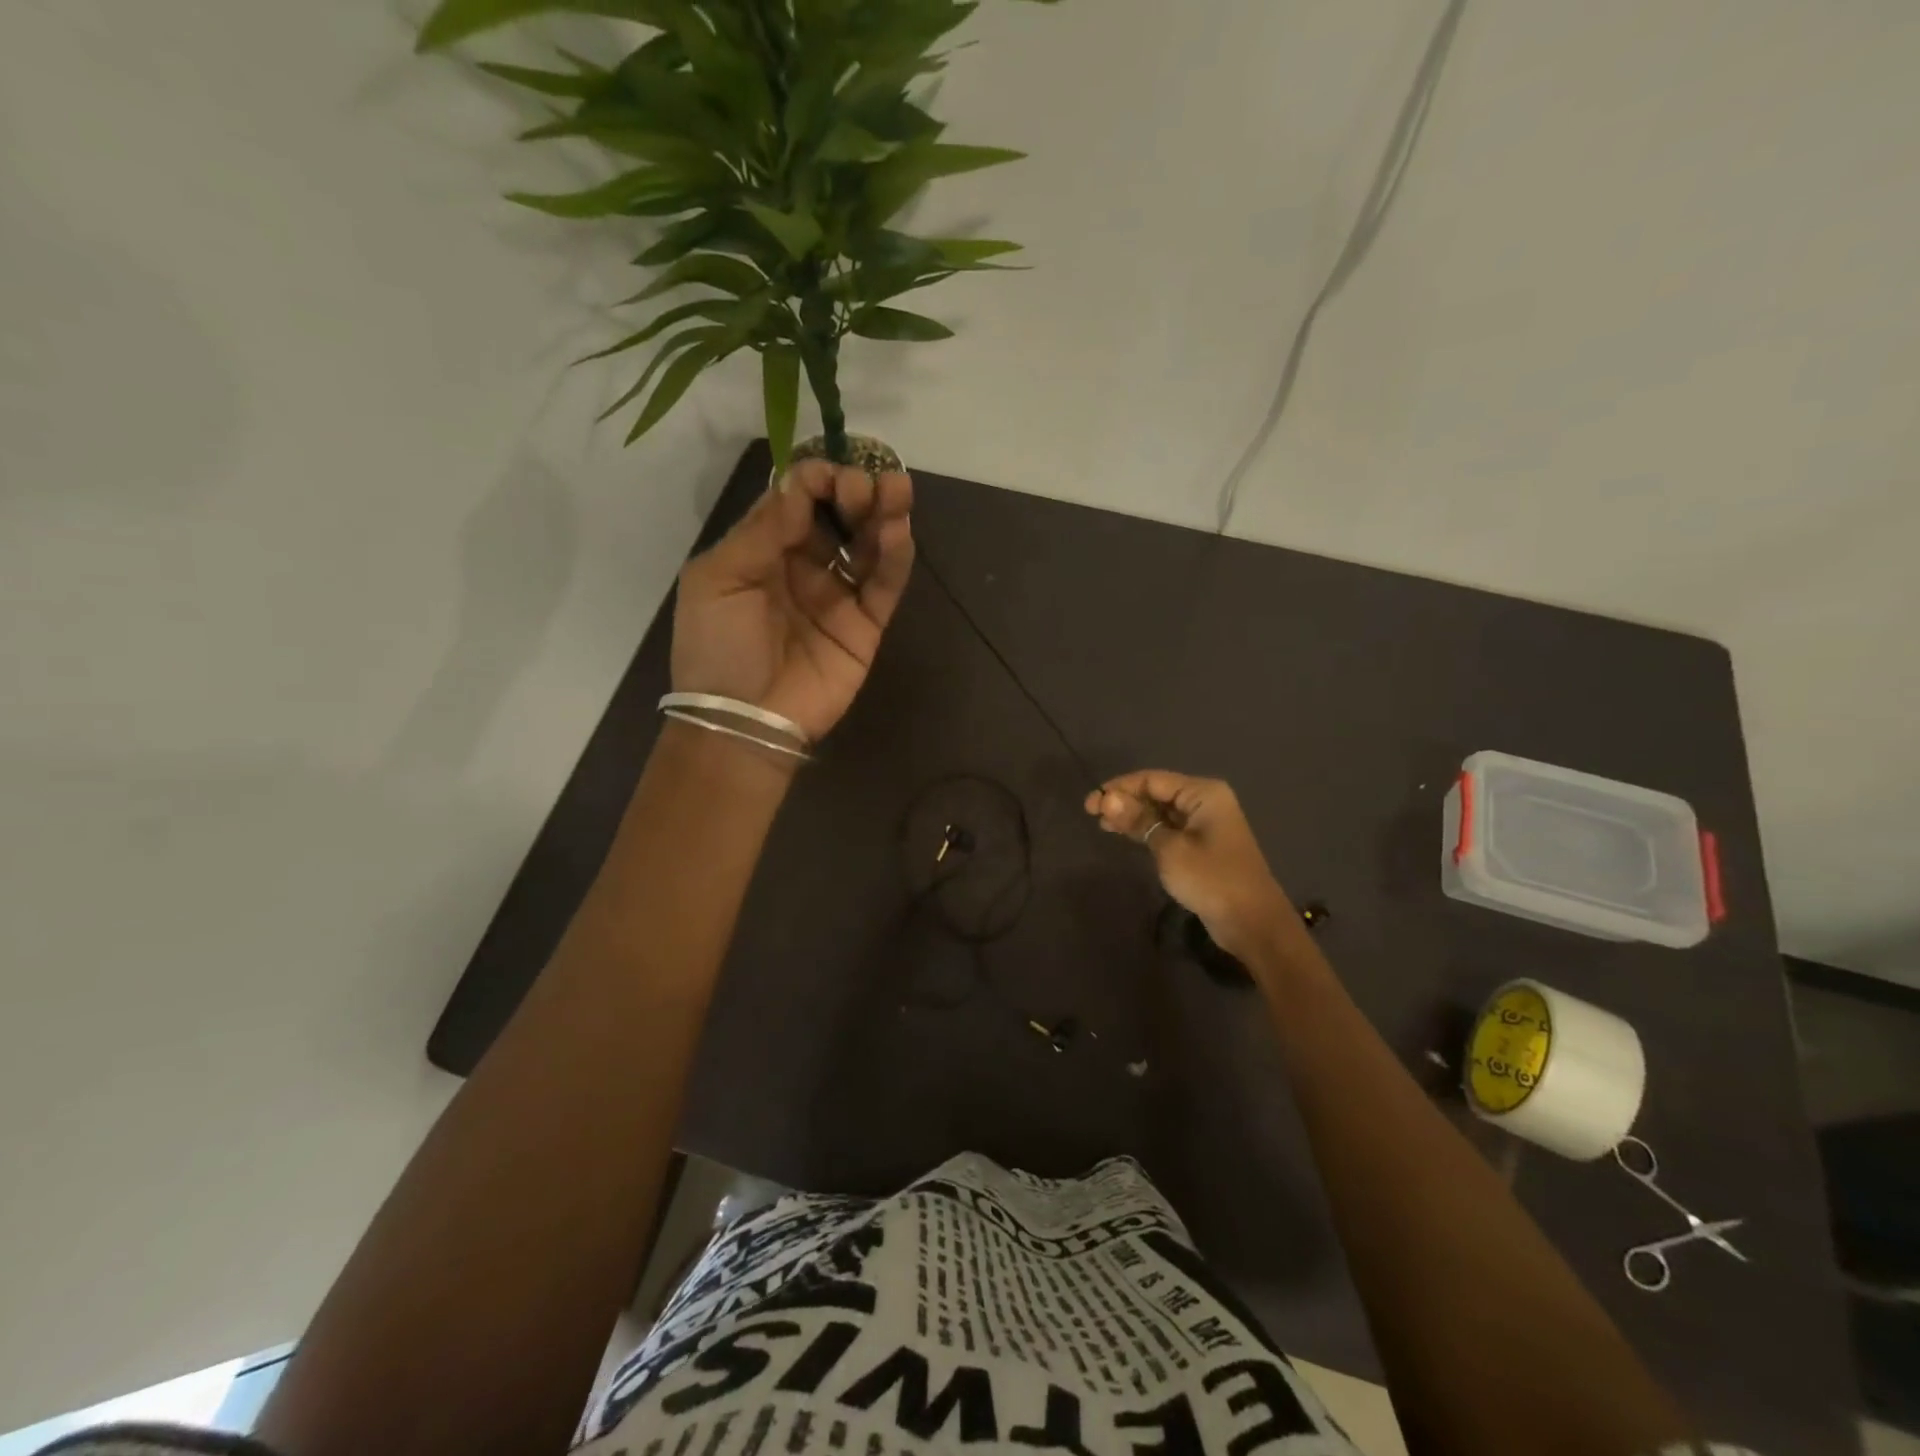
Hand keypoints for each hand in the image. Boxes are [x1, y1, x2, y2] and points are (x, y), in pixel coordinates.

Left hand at [672, 460, 913, 742]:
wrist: (744, 720)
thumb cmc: (718, 647)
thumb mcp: (718, 579)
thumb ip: (761, 530)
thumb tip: (800, 485)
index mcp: (762, 551)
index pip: (796, 501)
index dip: (815, 481)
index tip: (830, 473)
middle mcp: (803, 566)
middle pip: (837, 517)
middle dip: (853, 492)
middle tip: (865, 484)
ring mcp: (837, 596)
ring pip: (867, 545)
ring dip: (883, 514)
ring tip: (896, 490)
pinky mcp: (866, 625)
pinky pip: (884, 585)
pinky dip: (895, 558)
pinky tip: (899, 532)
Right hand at [1085, 770, 1293, 961]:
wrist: (1252, 922)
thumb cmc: (1211, 879)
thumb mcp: (1169, 849)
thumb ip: (1138, 821)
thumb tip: (1107, 799)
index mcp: (1203, 793)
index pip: (1152, 779)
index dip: (1119, 788)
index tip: (1090, 804)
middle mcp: (1206, 802)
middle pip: (1157, 792)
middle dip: (1125, 801)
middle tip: (1092, 815)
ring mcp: (1206, 824)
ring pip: (1161, 812)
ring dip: (1133, 816)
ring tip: (1104, 825)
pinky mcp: (1203, 846)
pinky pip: (1169, 828)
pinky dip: (1147, 831)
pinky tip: (1127, 835)